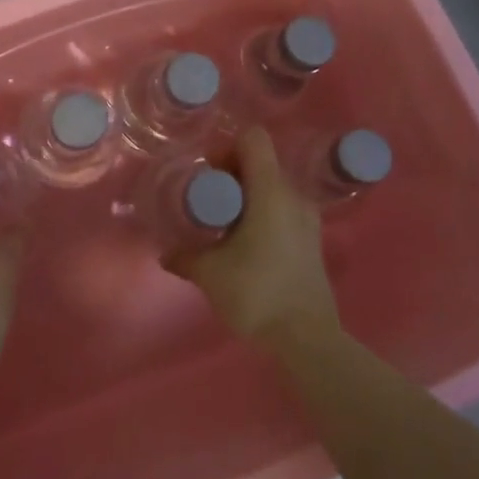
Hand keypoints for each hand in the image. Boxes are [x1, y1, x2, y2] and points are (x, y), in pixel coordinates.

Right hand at [163, 126, 339, 346]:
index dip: (227, 147)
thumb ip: (185, 257)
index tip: (208, 173)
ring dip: (247, 195)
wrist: (307, 338)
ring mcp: (307, 218)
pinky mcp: (312, 239)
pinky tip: (245, 243)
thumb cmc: (257, 293)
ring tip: (225, 224)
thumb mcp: (210, 273)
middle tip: (209, 201)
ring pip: (272, 186)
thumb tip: (166, 253)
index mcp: (270, 191)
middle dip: (231, 173)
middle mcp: (293, 195)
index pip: (253, 139)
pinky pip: (283, 208)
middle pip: (261, 162)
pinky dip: (262, 213)